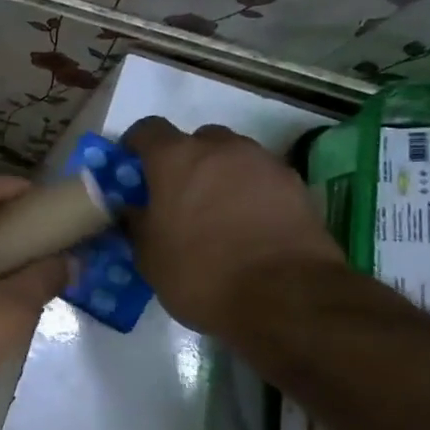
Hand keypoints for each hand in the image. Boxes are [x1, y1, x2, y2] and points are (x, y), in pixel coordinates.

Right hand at [121, 117, 344, 337]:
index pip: (148, 130)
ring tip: (217, 212)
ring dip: (222, 175)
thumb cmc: (201, 273)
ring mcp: (264, 164)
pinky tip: (249, 225)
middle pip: (197, 140)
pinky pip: (263, 179)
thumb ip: (137, 224)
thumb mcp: (149, 256)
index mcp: (175, 159)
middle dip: (186, 160)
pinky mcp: (297, 186)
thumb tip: (132, 211)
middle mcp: (220, 149)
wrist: (286, 298)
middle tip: (179, 194)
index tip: (132, 165)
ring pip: (234, 157)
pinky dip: (252, 193)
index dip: (137, 145)